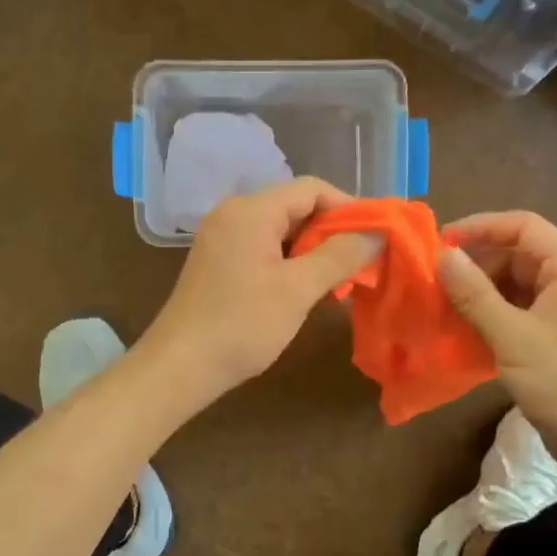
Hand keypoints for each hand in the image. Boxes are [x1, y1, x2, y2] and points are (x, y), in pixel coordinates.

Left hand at [138, 178, 381, 406]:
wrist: (180, 366)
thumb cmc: (242, 324)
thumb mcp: (298, 289)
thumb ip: (340, 256)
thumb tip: (376, 234)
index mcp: (251, 210)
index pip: (311, 189)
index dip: (348, 207)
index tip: (375, 237)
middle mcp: (233, 214)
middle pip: (295, 206)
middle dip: (332, 231)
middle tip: (361, 263)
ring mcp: (222, 238)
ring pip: (281, 230)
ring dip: (313, 250)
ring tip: (339, 280)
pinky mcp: (218, 262)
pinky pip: (263, 248)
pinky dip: (290, 262)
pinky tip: (306, 289)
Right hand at [437, 211, 556, 460]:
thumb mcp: (512, 336)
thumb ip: (474, 293)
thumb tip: (443, 256)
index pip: (523, 226)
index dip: (480, 227)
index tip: (441, 243)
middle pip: (522, 253)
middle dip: (479, 263)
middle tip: (439, 282)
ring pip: (522, 282)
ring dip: (485, 290)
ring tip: (448, 305)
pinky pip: (528, 307)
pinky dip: (499, 311)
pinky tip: (471, 328)